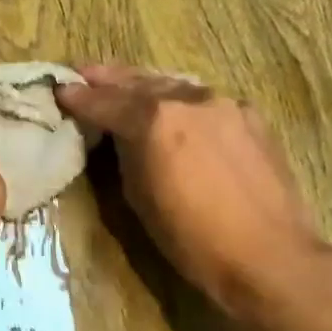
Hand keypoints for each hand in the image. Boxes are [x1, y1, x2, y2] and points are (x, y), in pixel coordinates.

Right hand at [55, 64, 330, 313]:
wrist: (271, 258)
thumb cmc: (193, 238)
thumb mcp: (139, 197)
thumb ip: (126, 154)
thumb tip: (121, 136)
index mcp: (155, 120)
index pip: (105, 102)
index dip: (79, 97)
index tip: (60, 90)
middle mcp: (189, 100)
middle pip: (139, 83)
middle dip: (109, 79)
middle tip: (86, 73)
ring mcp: (224, 105)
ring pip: (174, 85)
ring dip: (145, 84)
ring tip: (125, 83)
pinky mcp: (251, 118)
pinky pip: (204, 101)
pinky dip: (181, 100)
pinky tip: (175, 107)